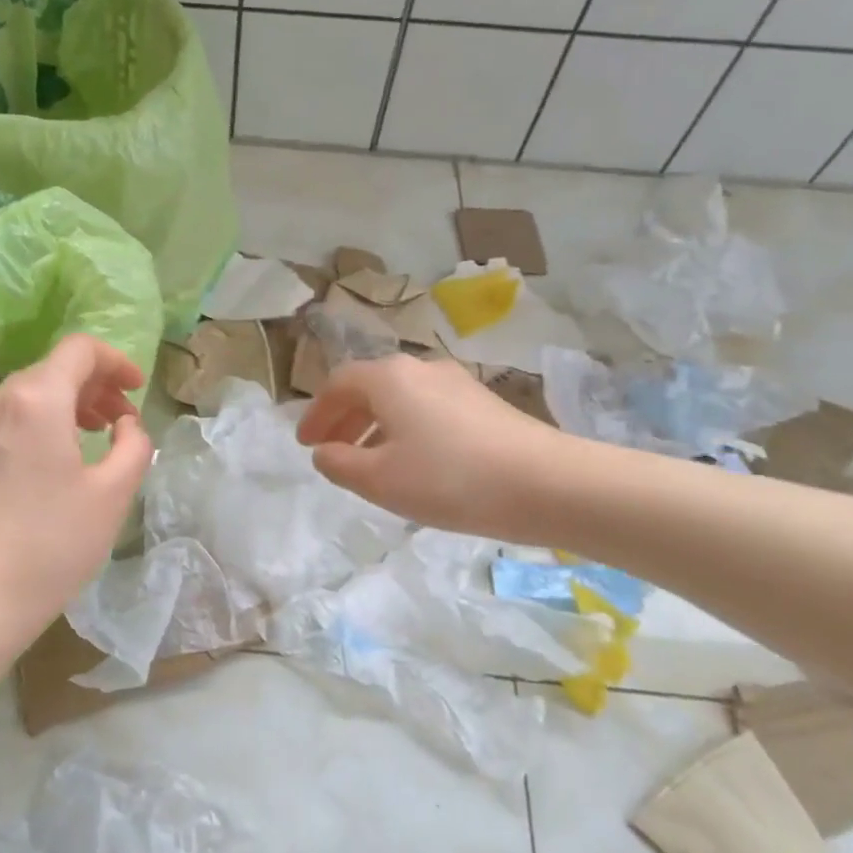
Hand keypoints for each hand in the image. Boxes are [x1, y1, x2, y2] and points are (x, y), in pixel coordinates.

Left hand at [0, 333, 152, 647]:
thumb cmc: (51, 546)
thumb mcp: (113, 494)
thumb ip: (134, 445)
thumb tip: (125, 425)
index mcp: (36, 399)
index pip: (79, 350)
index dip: (116, 361)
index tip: (138, 390)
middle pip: (53, 368)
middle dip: (95, 385)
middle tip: (123, 419)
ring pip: (30, 394)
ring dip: (70, 404)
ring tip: (96, 437)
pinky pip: (10, 419)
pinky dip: (43, 422)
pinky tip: (58, 460)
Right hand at [296, 355, 580, 543]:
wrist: (546, 483)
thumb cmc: (449, 478)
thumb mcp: (379, 480)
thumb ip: (340, 463)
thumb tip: (324, 451)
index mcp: (389, 377)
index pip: (338, 384)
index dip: (316, 414)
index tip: (305, 444)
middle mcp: (421, 369)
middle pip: (370, 387)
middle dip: (344, 419)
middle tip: (331, 451)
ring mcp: (457, 382)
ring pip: (401, 399)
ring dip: (375, 426)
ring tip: (369, 463)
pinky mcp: (484, 403)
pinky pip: (428, 410)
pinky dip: (406, 430)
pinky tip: (414, 464)